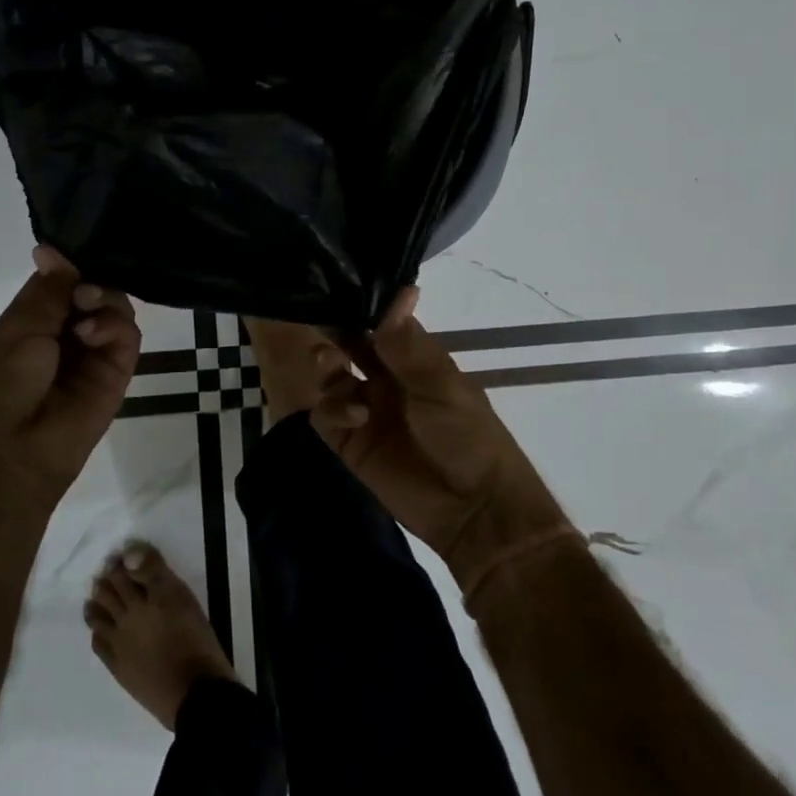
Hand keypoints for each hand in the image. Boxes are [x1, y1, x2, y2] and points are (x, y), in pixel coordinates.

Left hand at [0, 246, 140, 500]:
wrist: (2, 457)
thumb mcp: (15, 328)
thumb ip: (48, 290)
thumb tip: (52, 248)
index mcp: (32, 325)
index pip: (64, 282)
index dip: (73, 266)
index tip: (79, 251)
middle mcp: (64, 337)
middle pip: (96, 293)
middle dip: (93, 281)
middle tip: (82, 291)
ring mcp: (92, 357)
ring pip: (117, 311)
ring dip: (106, 301)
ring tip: (85, 312)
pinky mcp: (116, 377)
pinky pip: (128, 340)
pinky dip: (116, 326)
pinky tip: (92, 332)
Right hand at [312, 289, 577, 601]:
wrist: (474, 508)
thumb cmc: (467, 435)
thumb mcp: (442, 385)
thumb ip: (411, 346)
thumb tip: (400, 291)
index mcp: (412, 360)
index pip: (379, 323)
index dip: (361, 307)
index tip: (337, 287)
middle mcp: (385, 379)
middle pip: (348, 346)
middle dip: (334, 334)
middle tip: (321, 325)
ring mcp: (366, 411)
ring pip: (331, 378)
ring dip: (327, 368)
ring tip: (333, 368)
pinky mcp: (351, 444)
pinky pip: (326, 417)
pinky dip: (332, 410)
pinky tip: (354, 415)